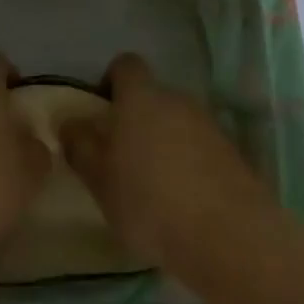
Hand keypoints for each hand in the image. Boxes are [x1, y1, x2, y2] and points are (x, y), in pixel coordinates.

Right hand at [62, 53, 273, 270]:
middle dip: (136, 120)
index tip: (101, 115)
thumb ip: (80, 145)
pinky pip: (201, 149)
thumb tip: (70, 122)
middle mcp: (178, 101)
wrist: (231, 239)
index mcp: (141, 98)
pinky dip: (189, 165)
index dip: (110, 82)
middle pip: (152, 97)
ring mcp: (210, 126)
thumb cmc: (150, 202)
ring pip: (177, 124)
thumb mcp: (99, 179)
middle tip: (121, 159)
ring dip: (163, 144)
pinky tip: (182, 202)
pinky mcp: (234, 156)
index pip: (125, 65)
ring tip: (152, 187)